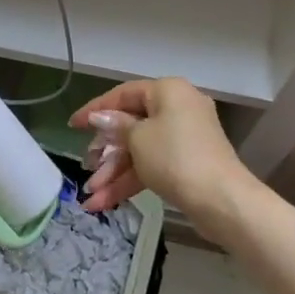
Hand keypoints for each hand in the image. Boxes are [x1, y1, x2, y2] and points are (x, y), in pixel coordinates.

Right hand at [70, 78, 254, 234]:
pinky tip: (105, 202)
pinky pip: (152, 165)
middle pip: (131, 125)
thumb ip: (116, 126)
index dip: (95, 110)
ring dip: (114, 172)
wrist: (222, 200)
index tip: (72, 125)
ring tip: (90, 196)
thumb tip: (100, 118)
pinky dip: (131, 181)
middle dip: (105, 152)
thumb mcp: (138, 138)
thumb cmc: (175, 157)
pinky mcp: (187, 164)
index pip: (123, 94)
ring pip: (139, 150)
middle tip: (86, 167)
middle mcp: (178, 108)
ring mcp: (184, 138)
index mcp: (168, 91)